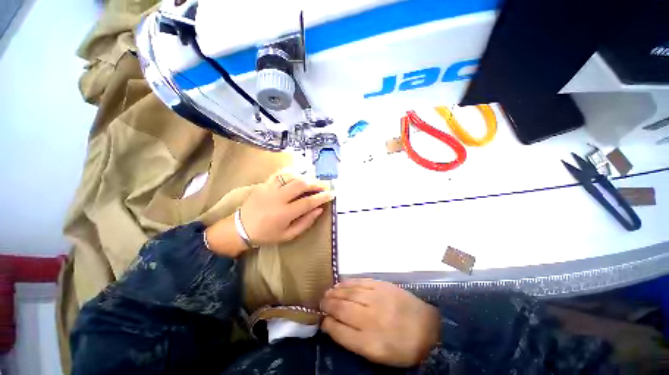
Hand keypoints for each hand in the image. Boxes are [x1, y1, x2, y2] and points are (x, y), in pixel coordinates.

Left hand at [205, 170, 333, 256]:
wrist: (240, 228)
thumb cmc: (266, 235)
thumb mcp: (288, 235)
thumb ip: (305, 222)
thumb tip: (319, 210)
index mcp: (284, 214)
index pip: (308, 202)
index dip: (322, 197)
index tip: (332, 194)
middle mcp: (277, 198)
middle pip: (301, 184)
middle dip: (316, 184)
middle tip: (325, 186)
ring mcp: (269, 189)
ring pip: (291, 176)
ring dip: (305, 177)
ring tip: (313, 182)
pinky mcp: (264, 184)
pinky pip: (280, 174)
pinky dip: (291, 172)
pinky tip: (298, 174)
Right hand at [320, 279, 439, 366]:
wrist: (427, 327)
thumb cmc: (401, 346)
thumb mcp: (377, 354)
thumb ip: (353, 340)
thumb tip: (333, 325)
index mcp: (369, 342)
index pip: (339, 331)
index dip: (327, 324)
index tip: (321, 319)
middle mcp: (371, 318)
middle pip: (342, 308)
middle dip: (328, 304)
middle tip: (321, 301)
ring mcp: (377, 298)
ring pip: (349, 293)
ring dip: (335, 291)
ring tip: (327, 292)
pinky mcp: (382, 285)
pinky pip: (360, 282)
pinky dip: (348, 282)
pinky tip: (341, 283)